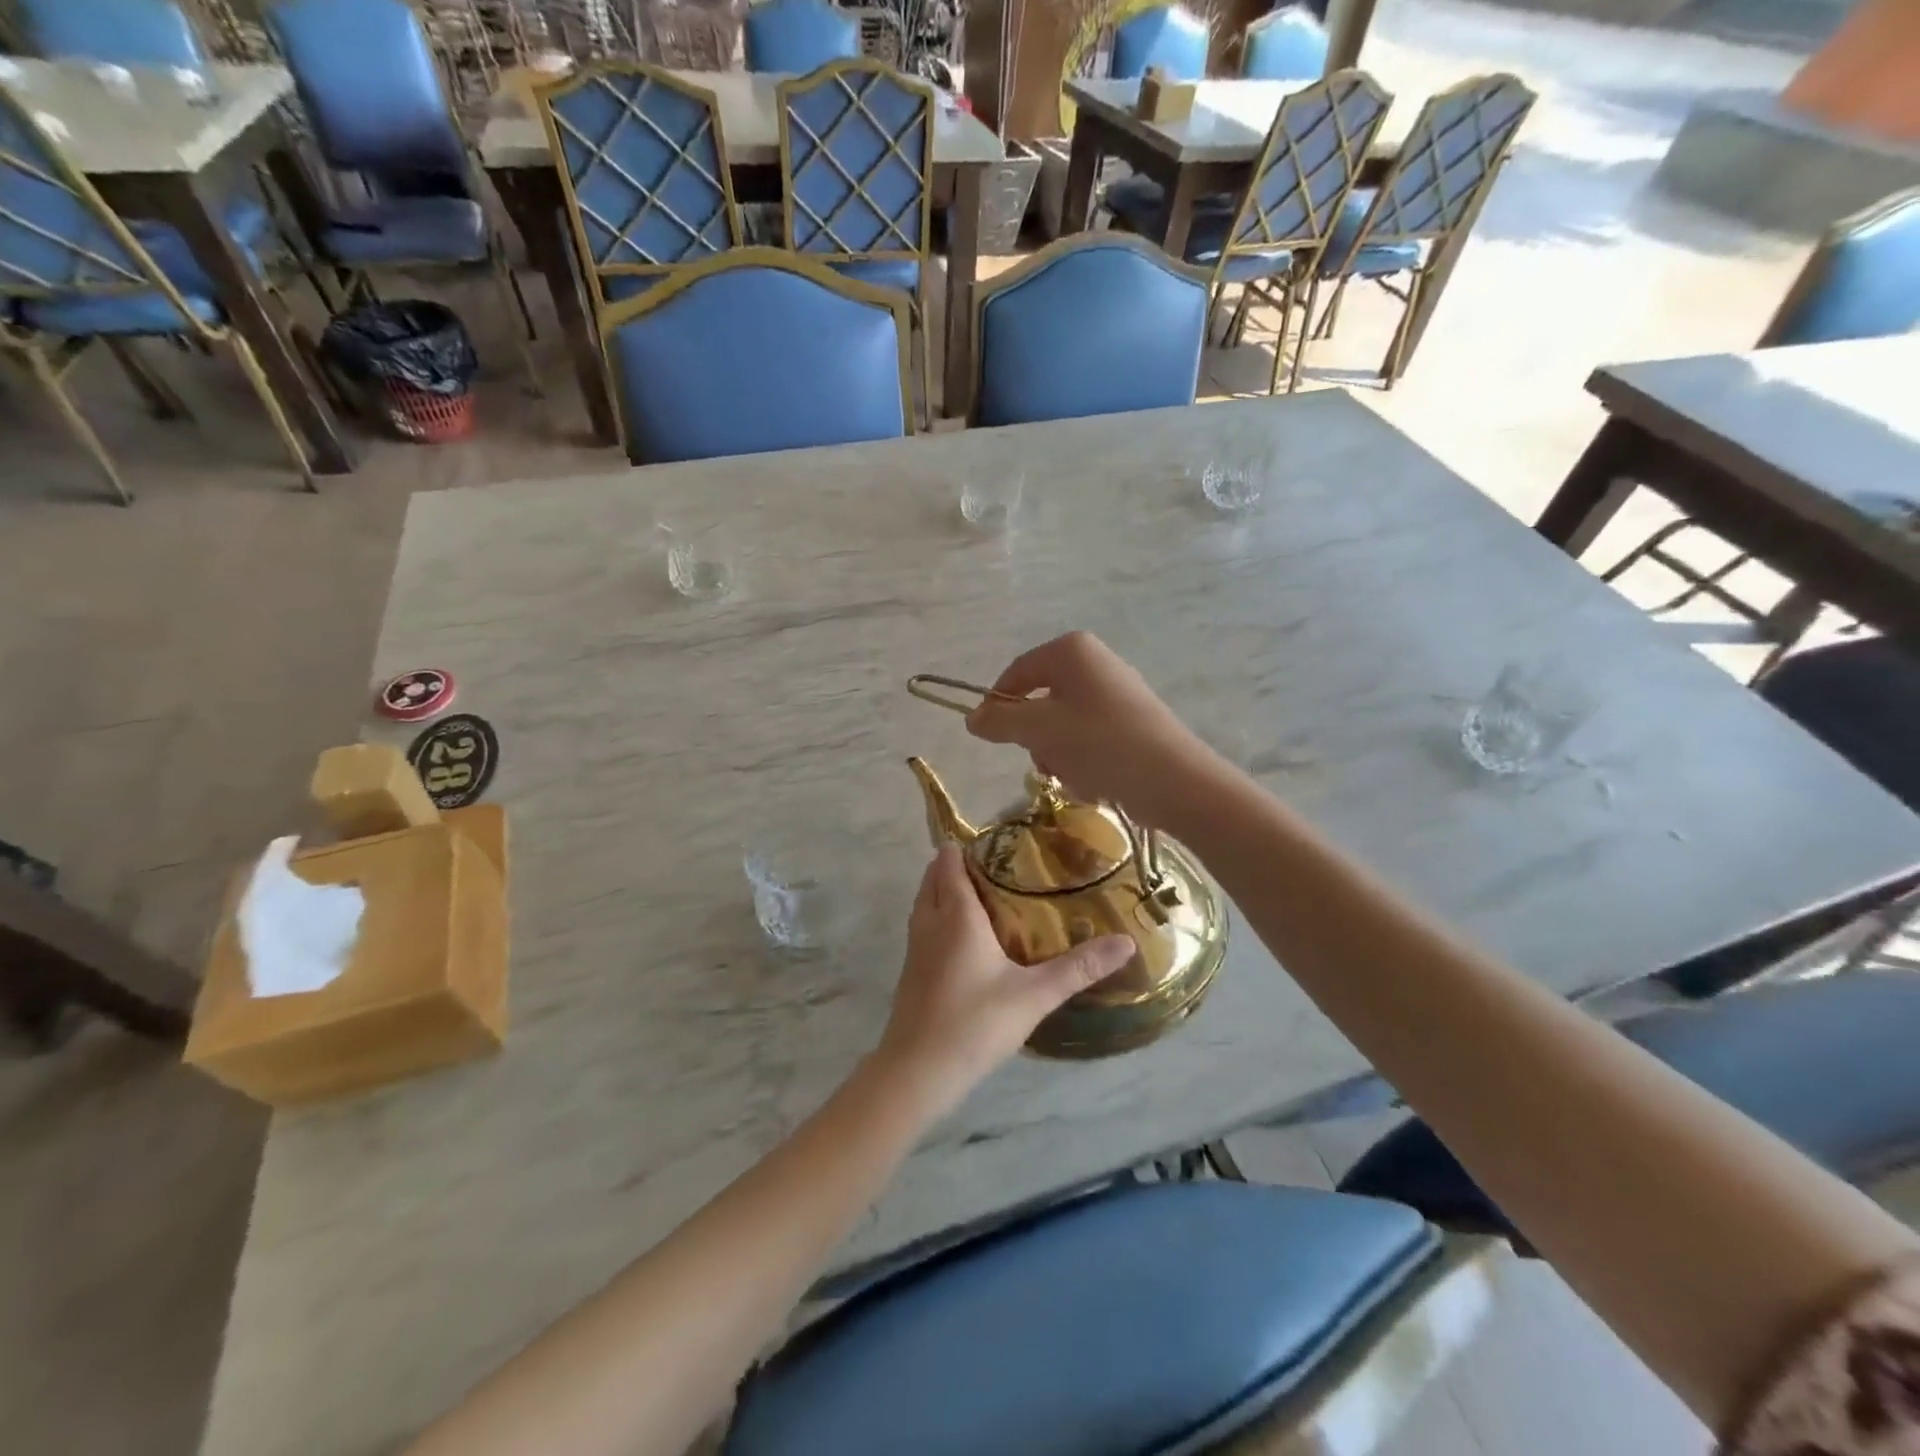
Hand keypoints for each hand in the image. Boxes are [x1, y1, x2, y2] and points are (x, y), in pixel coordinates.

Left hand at [876, 846, 1133, 1113]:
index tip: (1002, 844)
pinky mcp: (911, 970)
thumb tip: (1125, 941)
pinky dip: (941, 916)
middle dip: (960, 865)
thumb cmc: (975, 1023)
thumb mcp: (1035, 995)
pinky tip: (970, 939)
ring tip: (989, 897)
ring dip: (948, 890)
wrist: (917, 1071)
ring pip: (926, 901)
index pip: (950, 860)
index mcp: (956, 914)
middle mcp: (930, 921)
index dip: (969, 846)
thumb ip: (1079, 968)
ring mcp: (915, 946)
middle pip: (934, 875)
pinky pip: (924, 925)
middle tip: (1002, 869)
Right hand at [964, 632, 1217, 829]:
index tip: (987, 737)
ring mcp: (1116, 691)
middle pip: (1040, 700)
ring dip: (1059, 755)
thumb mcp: (1039, 731)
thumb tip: (972, 718)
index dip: (996, 704)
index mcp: (1071, 650)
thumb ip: (1000, 721)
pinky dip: (1084, 761)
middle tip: (1046, 762)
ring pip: (1062, 725)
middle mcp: (1095, 662)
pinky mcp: (1132, 721)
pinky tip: (1097, 781)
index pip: (1017, 672)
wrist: (1174, 780)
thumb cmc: (1100, 744)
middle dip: (1036, 738)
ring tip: (1077, 775)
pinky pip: (1089, 738)